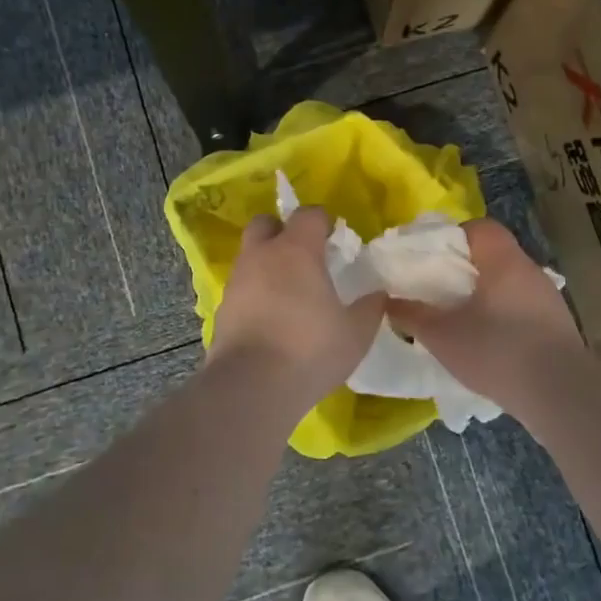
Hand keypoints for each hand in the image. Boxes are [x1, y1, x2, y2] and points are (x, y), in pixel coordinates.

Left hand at [208, 208, 386, 402]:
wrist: (250, 386)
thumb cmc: (310, 349)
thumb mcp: (355, 333)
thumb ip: (369, 309)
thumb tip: (378, 295)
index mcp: (296, 250)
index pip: (308, 214)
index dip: (322, 221)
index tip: (334, 239)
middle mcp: (261, 256)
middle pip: (265, 223)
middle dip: (282, 231)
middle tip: (303, 256)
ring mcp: (237, 281)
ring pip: (250, 256)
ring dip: (267, 264)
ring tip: (289, 293)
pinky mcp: (222, 309)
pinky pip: (241, 288)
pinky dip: (255, 293)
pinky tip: (271, 319)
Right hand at [389, 218, 579, 407]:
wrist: (560, 393)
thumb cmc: (496, 350)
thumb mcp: (442, 335)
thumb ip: (412, 314)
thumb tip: (388, 301)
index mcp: (503, 259)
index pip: (480, 228)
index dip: (453, 238)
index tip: (433, 261)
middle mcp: (530, 270)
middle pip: (493, 256)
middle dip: (465, 271)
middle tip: (439, 293)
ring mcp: (549, 298)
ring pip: (508, 285)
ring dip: (485, 297)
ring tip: (461, 321)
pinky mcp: (559, 326)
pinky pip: (523, 310)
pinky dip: (504, 318)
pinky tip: (490, 345)